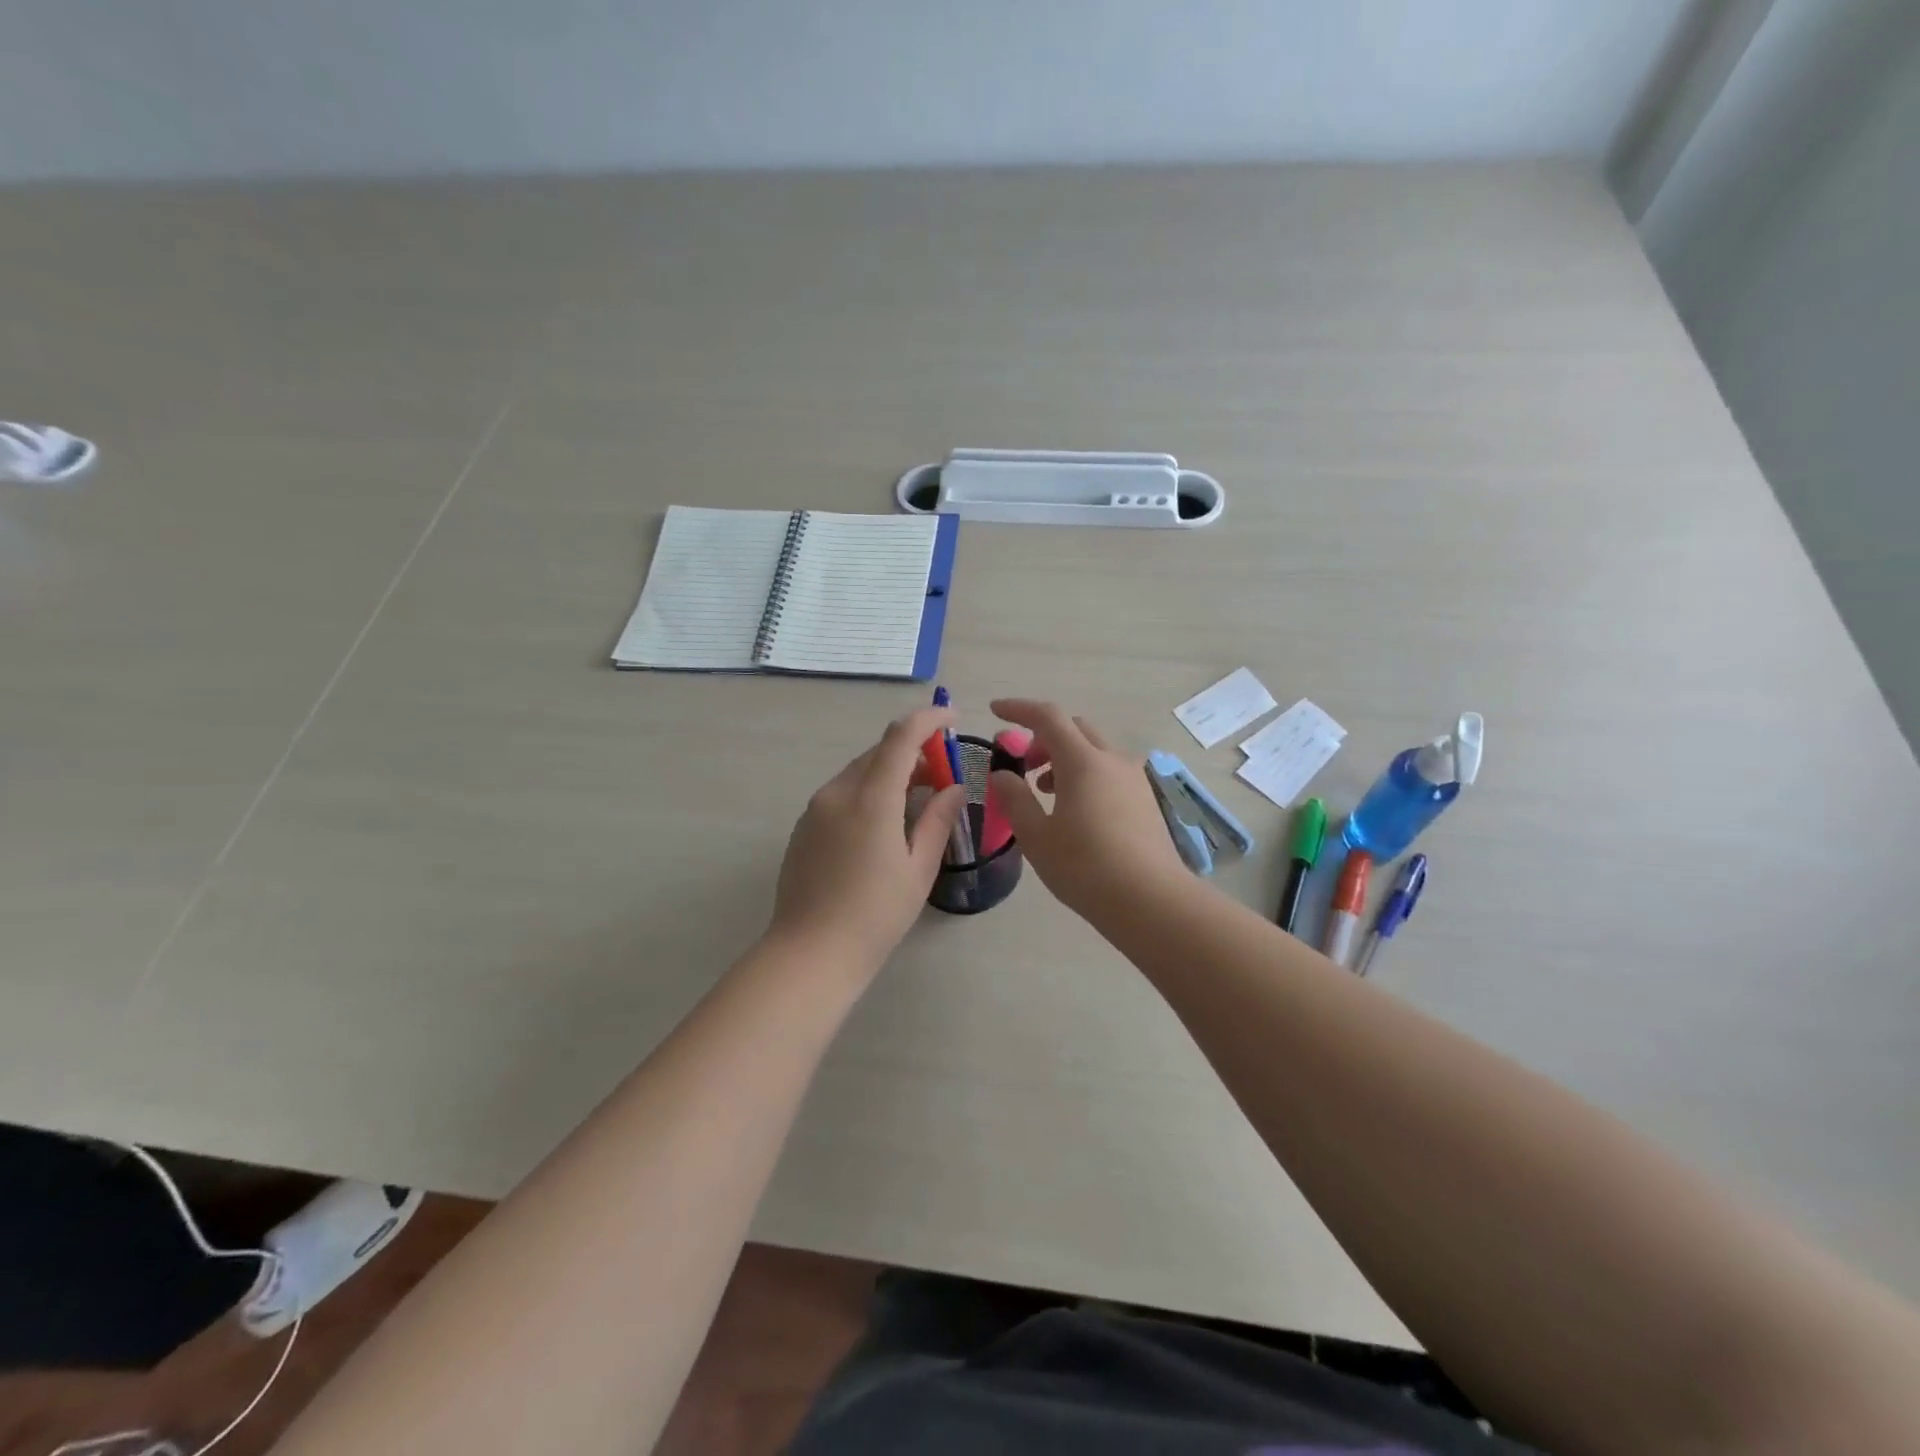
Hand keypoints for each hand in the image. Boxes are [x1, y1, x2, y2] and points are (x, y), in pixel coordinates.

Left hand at [769, 707, 965, 976]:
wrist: (810, 953)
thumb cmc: (875, 915)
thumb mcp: (918, 869)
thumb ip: (938, 820)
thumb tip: (954, 788)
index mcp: (871, 798)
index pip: (901, 737)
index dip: (928, 720)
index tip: (952, 718)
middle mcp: (838, 792)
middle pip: (878, 752)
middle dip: (913, 751)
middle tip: (942, 773)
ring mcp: (815, 809)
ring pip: (859, 772)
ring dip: (890, 772)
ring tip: (916, 799)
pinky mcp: (804, 827)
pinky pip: (842, 793)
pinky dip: (868, 791)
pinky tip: (883, 823)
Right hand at [987, 699, 1187, 921]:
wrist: (1150, 900)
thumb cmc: (1084, 867)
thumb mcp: (1036, 836)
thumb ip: (1015, 798)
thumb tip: (1003, 774)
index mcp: (1083, 761)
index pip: (1048, 717)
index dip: (1019, 709)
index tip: (995, 711)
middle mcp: (1112, 759)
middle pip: (1074, 728)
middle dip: (1042, 736)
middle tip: (1022, 764)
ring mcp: (1134, 778)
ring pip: (1094, 749)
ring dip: (1065, 757)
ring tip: (1045, 790)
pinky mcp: (1145, 799)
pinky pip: (1109, 770)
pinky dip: (1085, 773)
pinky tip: (1076, 809)